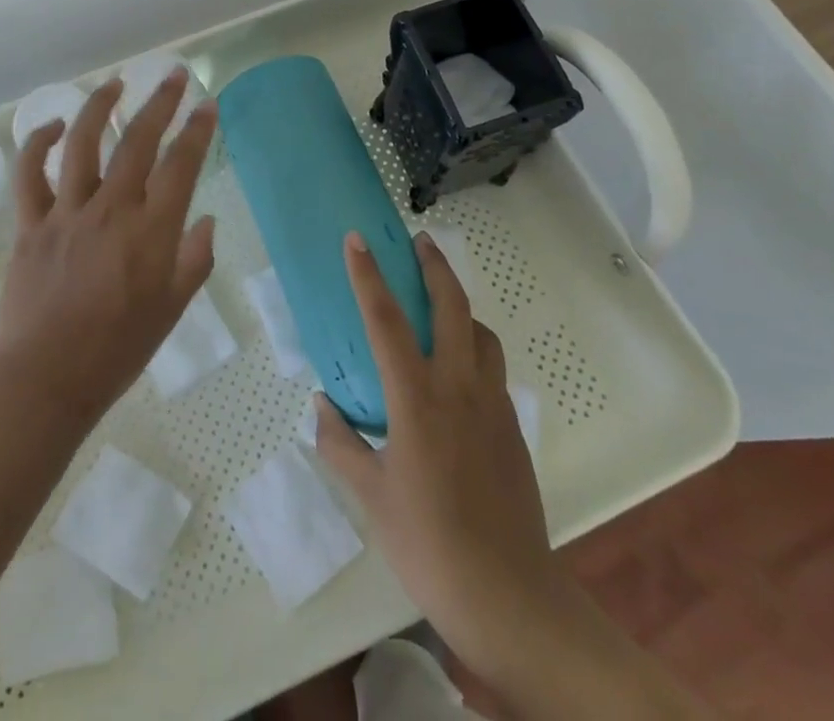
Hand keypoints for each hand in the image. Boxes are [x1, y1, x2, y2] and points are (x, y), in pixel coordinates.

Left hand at [0, 69, 216, 423]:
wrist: (45, 380)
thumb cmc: (117, 350)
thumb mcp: (172, 310)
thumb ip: (194, 261)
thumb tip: (206, 222)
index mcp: (151, 231)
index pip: (181, 165)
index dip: (198, 130)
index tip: (207, 105)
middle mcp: (111, 210)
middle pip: (137, 141)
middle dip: (160, 102)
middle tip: (174, 76)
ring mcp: (67, 212)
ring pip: (83, 143)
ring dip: (100, 107)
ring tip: (116, 84)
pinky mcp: (32, 223)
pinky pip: (30, 173)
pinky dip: (39, 143)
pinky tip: (53, 125)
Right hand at [313, 231, 554, 688]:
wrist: (508, 594)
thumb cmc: (428, 542)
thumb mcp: (371, 496)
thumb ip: (341, 443)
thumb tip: (321, 406)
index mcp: (417, 398)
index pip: (386, 320)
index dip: (368, 275)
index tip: (357, 239)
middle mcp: (458, 387)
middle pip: (452, 306)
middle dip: (434, 266)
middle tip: (419, 241)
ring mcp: (492, 404)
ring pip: (481, 332)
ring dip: (461, 305)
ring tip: (441, 304)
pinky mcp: (511, 426)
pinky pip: (493, 367)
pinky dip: (475, 346)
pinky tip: (459, 370)